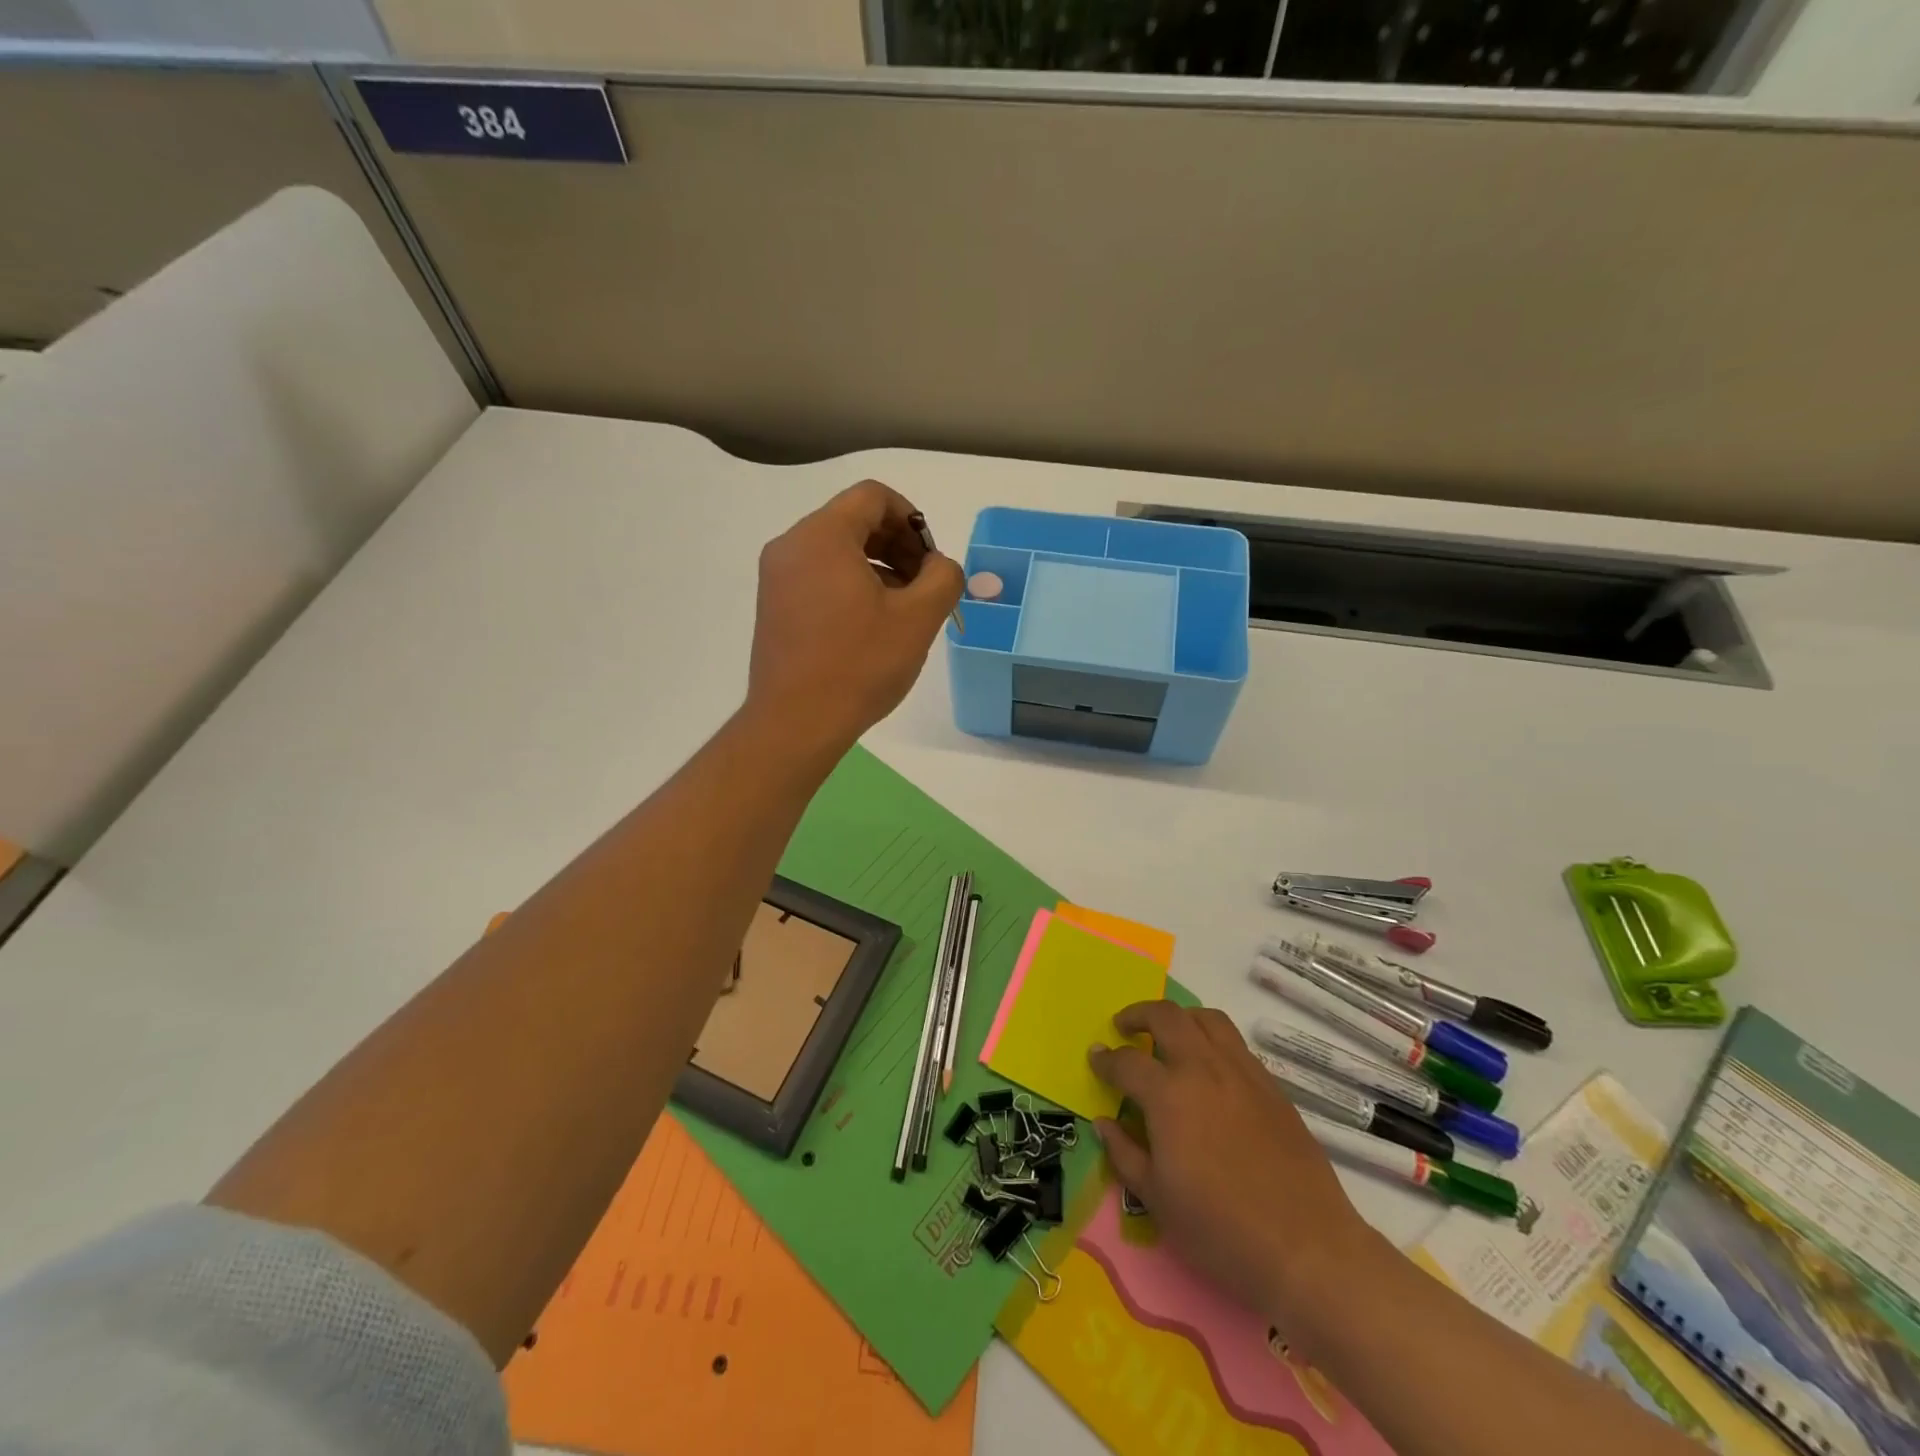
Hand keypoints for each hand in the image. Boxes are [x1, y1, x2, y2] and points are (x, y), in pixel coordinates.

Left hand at [747, 480, 964, 754]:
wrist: (795, 723)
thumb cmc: (859, 666)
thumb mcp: (918, 619)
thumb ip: (943, 577)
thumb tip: (940, 566)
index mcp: (822, 536)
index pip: (873, 497)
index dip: (912, 518)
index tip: (930, 559)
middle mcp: (791, 546)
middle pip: (853, 521)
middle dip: (897, 545)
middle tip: (924, 586)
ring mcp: (776, 577)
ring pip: (836, 550)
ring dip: (877, 567)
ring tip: (903, 609)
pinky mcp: (773, 606)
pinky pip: (818, 575)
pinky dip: (850, 585)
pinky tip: (871, 624)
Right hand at [1089, 1002, 1378, 1323]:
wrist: (1307, 1249)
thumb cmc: (1221, 1231)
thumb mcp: (1158, 1201)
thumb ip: (1125, 1154)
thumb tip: (1104, 1122)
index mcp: (1169, 1096)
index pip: (1127, 1062)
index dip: (1106, 1059)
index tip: (1095, 1057)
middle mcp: (1204, 1069)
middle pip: (1167, 1017)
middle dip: (1139, 1014)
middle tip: (1125, 1026)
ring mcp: (1243, 1073)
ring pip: (1207, 1019)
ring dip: (1180, 1018)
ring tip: (1169, 1035)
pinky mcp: (1272, 1087)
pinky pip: (1235, 1045)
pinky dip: (1212, 1041)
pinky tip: (1209, 1070)